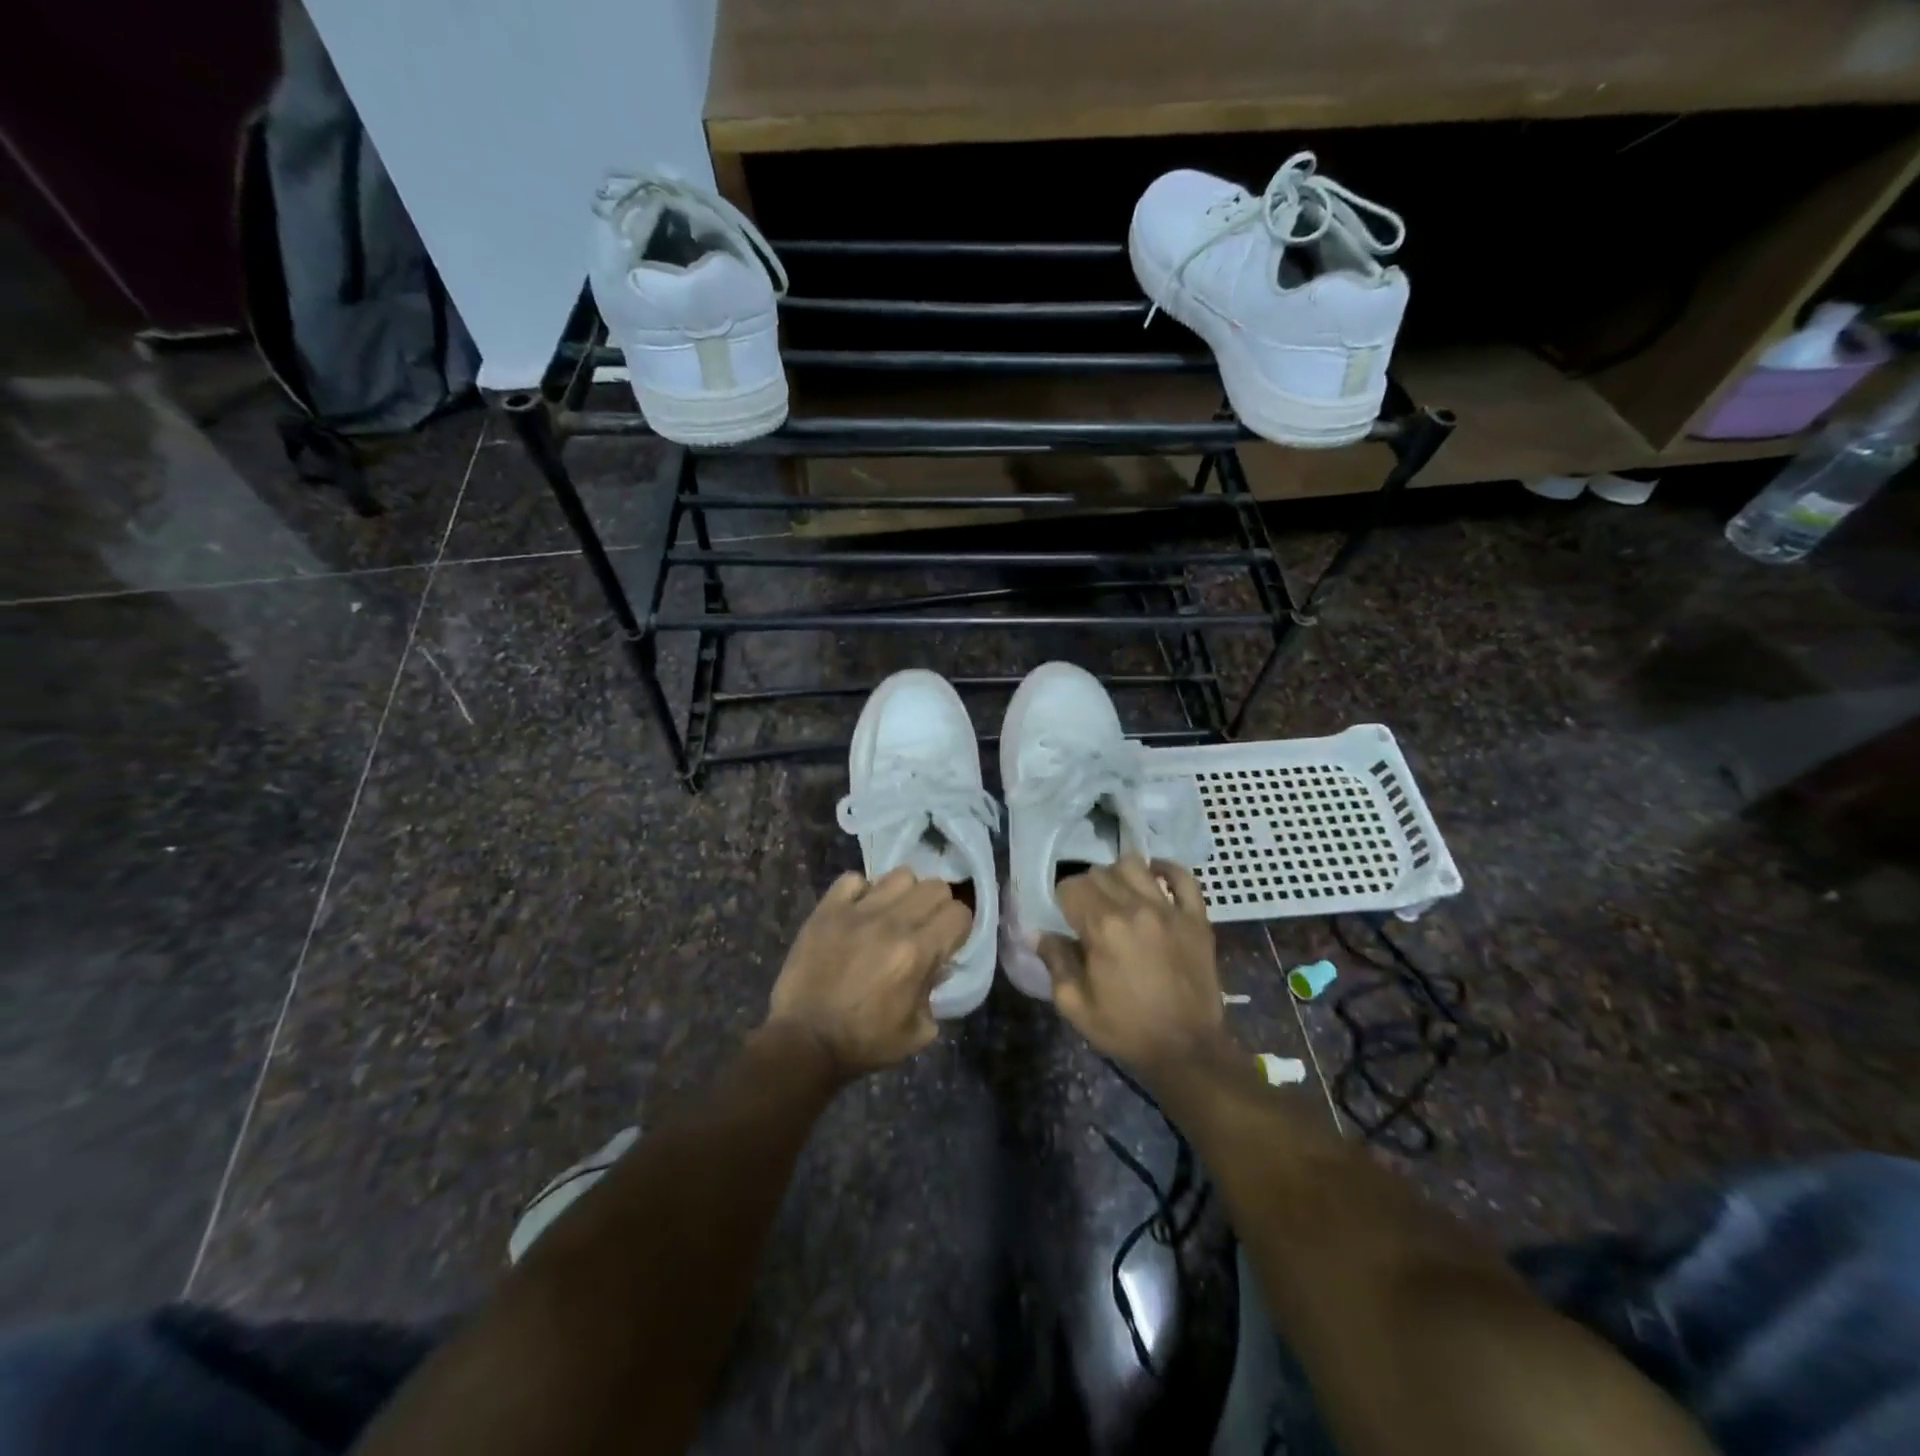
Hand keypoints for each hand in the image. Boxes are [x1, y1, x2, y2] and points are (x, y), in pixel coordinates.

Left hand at [766, 868, 971, 1080]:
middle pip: (935, 886)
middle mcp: (892, 922)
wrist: (804, 1042)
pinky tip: (859, 912)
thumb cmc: (864, 1043)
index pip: (959, 912)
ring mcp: (857, 911)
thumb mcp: (918, 1032)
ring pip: (900, 875)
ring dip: (904, 894)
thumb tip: (938, 965)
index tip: (948, 942)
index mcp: (918, 952)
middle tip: (924, 928)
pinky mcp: (827, 910)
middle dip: (937, 907)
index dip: (959, 927)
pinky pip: (853, 879)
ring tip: (892, 915)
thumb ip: (935, 991)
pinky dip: (861, 892)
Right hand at [1038, 859, 1231, 1078]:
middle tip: (1088, 912)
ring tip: (1118, 896)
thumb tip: (1038, 933)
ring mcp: (1170, 910)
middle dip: (1087, 888)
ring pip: (1135, 865)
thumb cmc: (1126, 1029)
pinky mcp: (1196, 918)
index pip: (1071, 887)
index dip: (1063, 900)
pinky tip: (1153, 880)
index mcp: (1102, 928)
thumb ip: (1055, 962)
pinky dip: (1165, 870)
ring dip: (1118, 875)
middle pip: (1100, 873)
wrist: (1187, 1050)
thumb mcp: (1075, 1005)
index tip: (1065, 918)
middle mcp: (1135, 908)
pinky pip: (1182, 877)